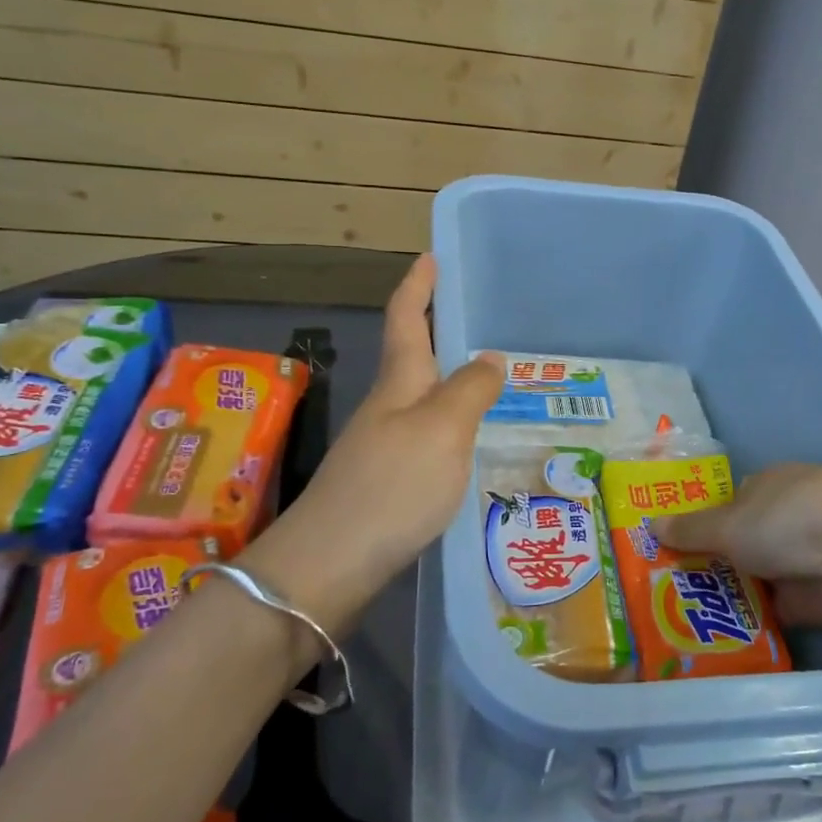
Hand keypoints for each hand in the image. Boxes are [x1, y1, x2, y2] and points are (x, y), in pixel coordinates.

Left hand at [247, 255, 500, 631]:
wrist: (331, 564)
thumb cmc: (392, 485)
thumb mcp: (443, 429)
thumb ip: (470, 390)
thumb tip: (489, 357)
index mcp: (398, 383)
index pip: (405, 318)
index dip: (417, 286)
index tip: (431, 256)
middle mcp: (386, 408)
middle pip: (412, 358)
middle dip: (437, 333)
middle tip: (478, 322)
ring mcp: (381, 447)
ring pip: (421, 401)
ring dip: (448, 383)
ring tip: (491, 383)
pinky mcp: (385, 484)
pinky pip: (426, 439)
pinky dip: (450, 428)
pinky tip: (471, 446)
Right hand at [654, 464, 821, 626]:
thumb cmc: (788, 519)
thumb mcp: (729, 523)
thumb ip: (691, 530)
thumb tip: (650, 523)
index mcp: (761, 490)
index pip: (720, 508)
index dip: (692, 529)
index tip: (658, 552)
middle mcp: (778, 523)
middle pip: (732, 547)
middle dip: (702, 568)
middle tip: (655, 595)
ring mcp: (795, 563)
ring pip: (749, 582)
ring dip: (722, 600)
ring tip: (671, 623)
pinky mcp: (809, 603)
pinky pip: (768, 615)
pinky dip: (746, 627)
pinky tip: (709, 641)